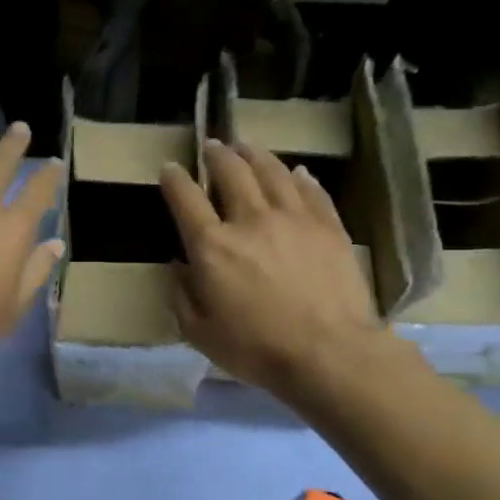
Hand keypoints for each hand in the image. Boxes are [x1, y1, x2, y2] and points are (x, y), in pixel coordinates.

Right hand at [160, 140, 385, 401]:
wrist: (329, 353)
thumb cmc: (256, 348)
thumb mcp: (199, 332)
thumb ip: (182, 295)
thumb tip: (178, 267)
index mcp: (212, 246)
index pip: (185, 198)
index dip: (174, 179)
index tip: (170, 168)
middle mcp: (250, 220)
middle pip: (231, 171)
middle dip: (216, 155)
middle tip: (212, 146)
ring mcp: (294, 218)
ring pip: (272, 171)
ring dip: (254, 155)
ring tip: (246, 148)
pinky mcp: (328, 226)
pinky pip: (311, 190)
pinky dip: (299, 177)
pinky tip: (296, 172)